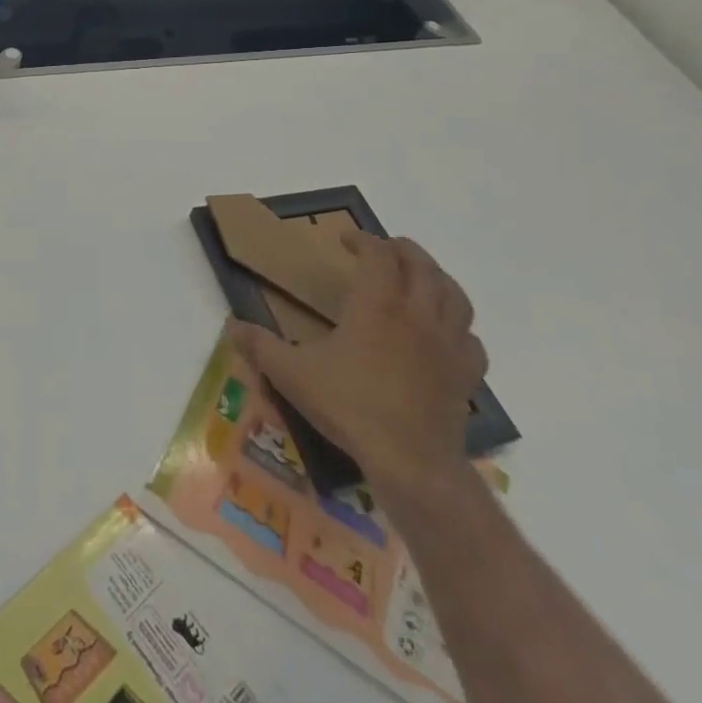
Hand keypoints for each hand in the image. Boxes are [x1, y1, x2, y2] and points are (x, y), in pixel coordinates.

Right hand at [229, 232, 486, 505]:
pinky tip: (445, 335)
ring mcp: (448, 344)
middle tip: (384, 248)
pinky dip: (458, 327)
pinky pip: (470, 338)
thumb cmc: (350, 407)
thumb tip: (232, 326)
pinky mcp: (466, 375)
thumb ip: (260, 346)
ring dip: (436, 278)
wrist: (411, 462)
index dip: (363, 240)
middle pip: (421, 265)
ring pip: (454, 295)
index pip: (378, 255)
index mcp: (377, 304)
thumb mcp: (292, 374)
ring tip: (420, 278)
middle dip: (403, 250)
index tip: (346, 240)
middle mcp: (417, 314)